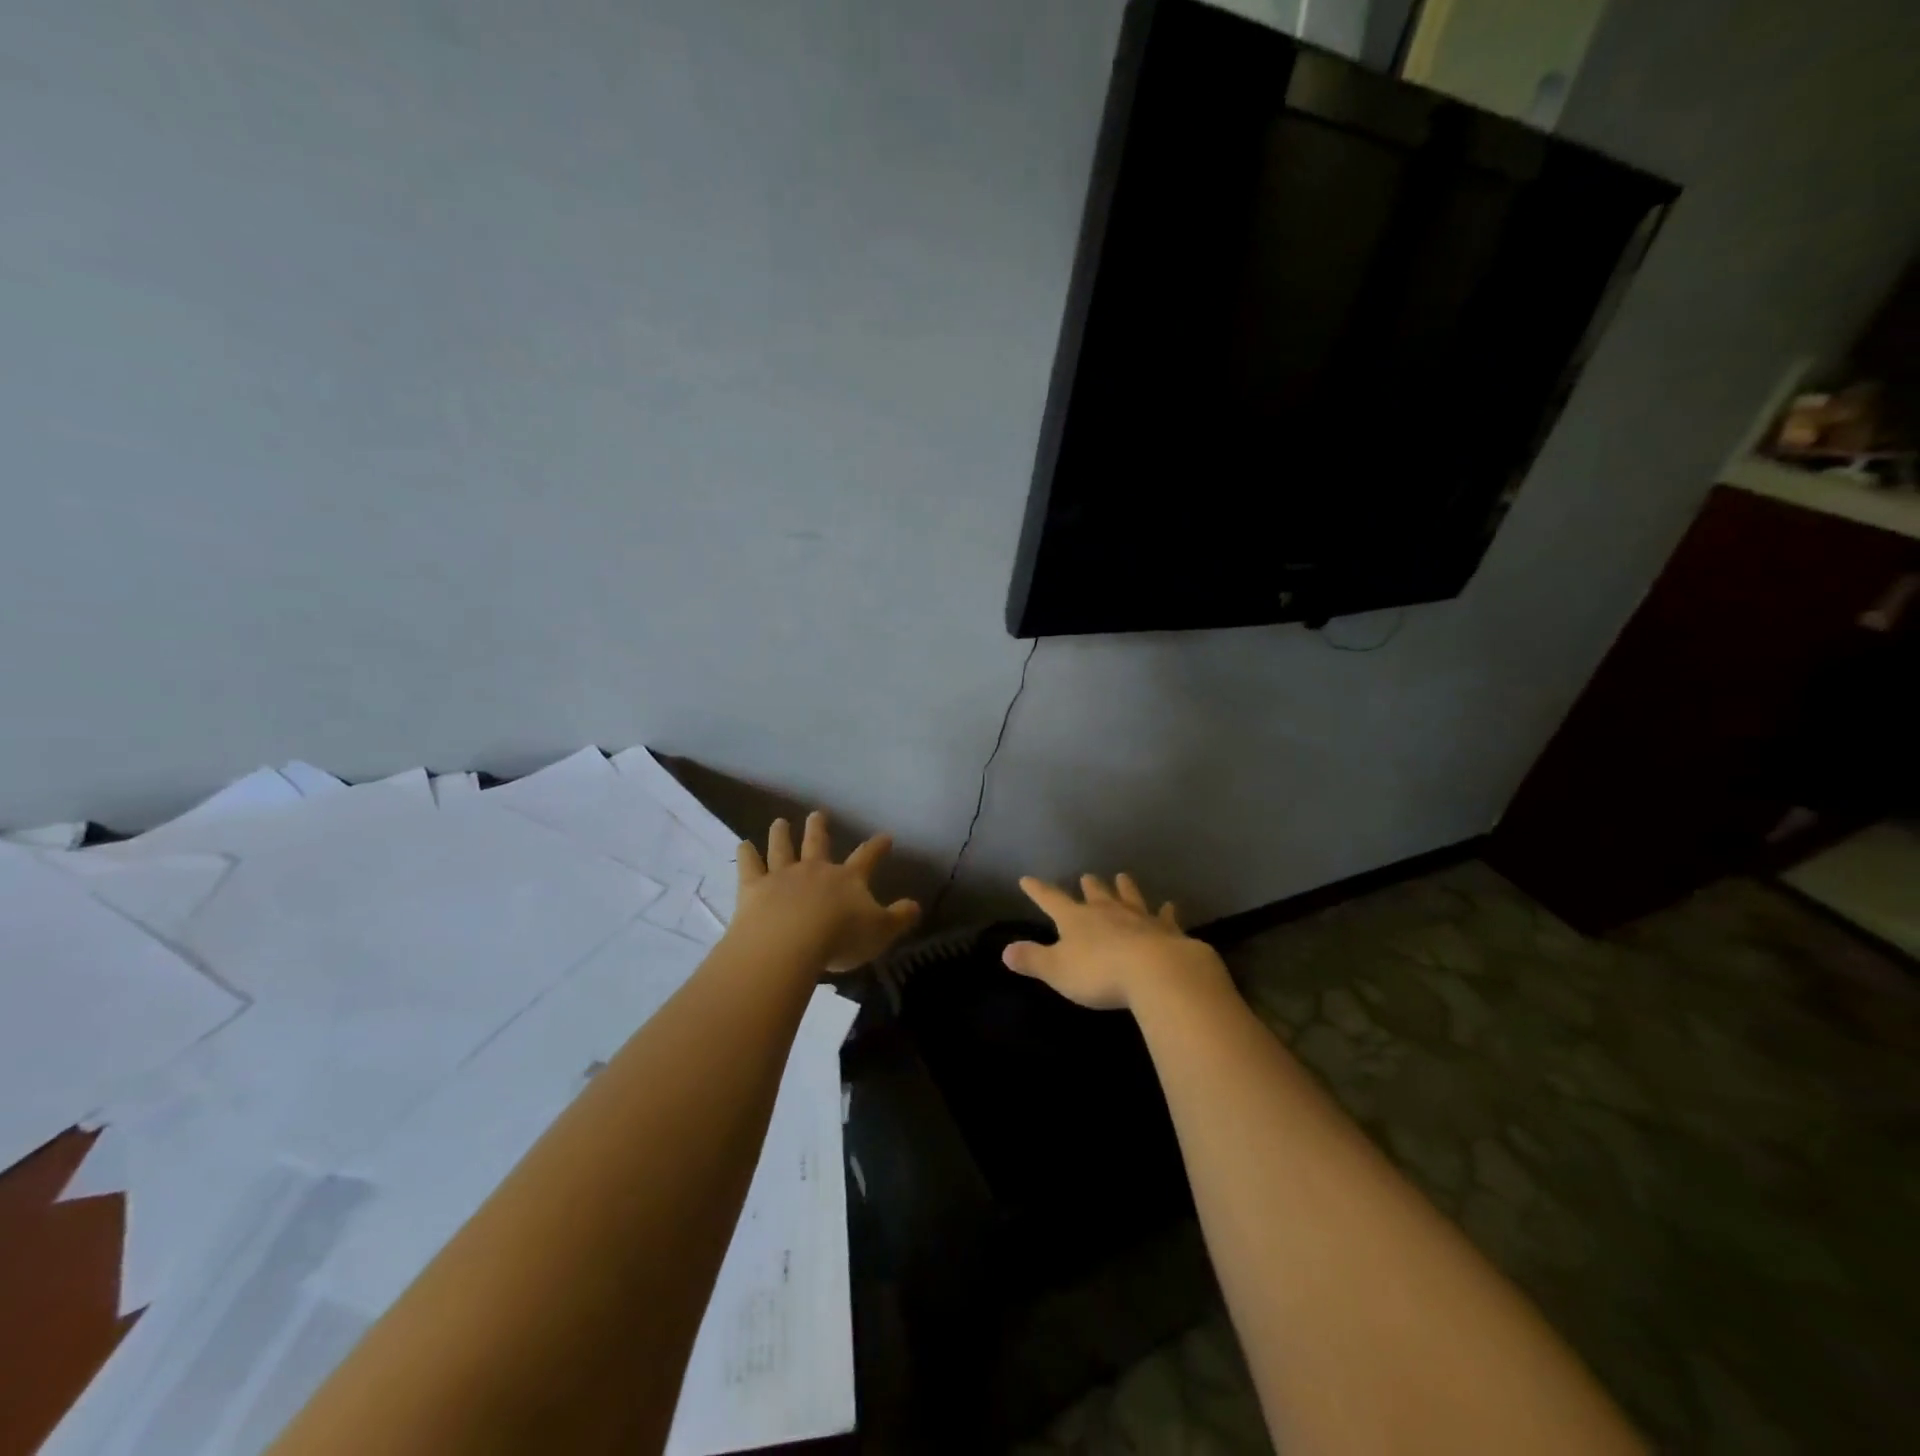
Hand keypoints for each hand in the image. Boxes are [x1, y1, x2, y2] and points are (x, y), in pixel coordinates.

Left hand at [733, 812, 920, 973]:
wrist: (790, 943)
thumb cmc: (840, 938)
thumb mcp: (880, 932)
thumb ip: (899, 918)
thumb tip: (916, 905)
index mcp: (848, 879)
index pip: (867, 857)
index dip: (877, 847)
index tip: (885, 836)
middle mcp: (815, 870)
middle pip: (817, 843)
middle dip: (818, 828)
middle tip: (817, 813)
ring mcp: (782, 876)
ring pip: (782, 848)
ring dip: (781, 834)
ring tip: (779, 822)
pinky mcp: (754, 888)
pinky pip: (749, 866)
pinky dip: (746, 855)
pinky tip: (743, 845)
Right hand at [1003, 873, 1227, 1010]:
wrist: (1155, 972)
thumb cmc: (1099, 972)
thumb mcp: (1057, 970)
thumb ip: (1032, 960)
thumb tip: (1005, 950)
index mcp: (1076, 919)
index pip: (1051, 900)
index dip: (1038, 890)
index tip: (1027, 879)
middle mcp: (1106, 911)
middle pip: (1095, 894)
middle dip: (1089, 886)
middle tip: (1087, 877)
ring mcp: (1138, 918)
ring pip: (1129, 897)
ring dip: (1125, 888)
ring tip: (1122, 876)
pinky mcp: (1166, 931)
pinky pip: (1165, 917)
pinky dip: (1166, 912)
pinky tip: (1170, 906)